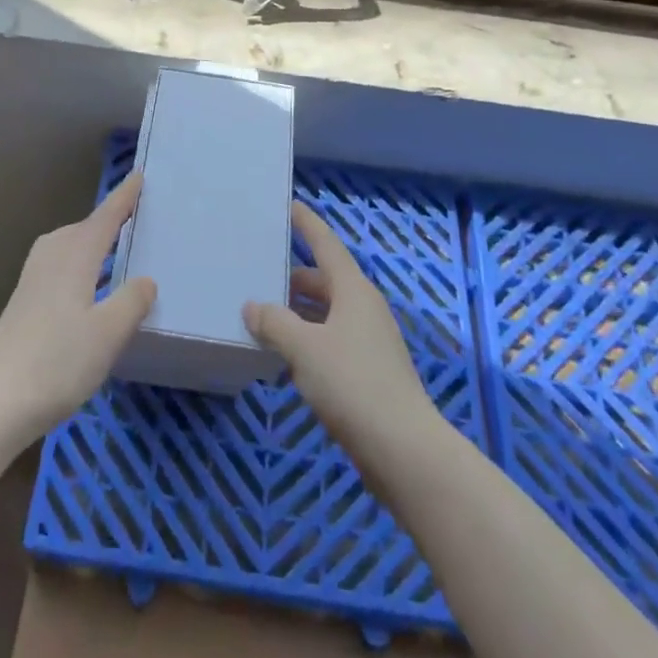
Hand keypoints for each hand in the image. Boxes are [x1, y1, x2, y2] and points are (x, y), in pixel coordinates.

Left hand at [0, 173, 155, 448]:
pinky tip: (87, 286)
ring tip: (116, 248)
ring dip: (92, 241)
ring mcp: (33, 278)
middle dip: (109, 219)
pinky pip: (60, 263)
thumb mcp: (108, 335)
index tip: (138, 174)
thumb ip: (132, 302)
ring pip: (69, 245)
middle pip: (85, 227)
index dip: (124, 197)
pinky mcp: (24, 301)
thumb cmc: (57, 363)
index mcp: (75, 255)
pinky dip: (79, 261)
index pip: (106, 217)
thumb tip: (146, 279)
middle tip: (137, 214)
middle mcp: (52, 256)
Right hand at [245, 203, 436, 457]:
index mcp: (354, 291)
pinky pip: (331, 341)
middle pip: (325, 280)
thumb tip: (252, 306)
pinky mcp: (369, 374)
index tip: (288, 206)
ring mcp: (370, 342)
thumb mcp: (304, 348)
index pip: (326, 245)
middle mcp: (364, 309)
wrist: (404, 452)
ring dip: (298, 312)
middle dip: (293, 276)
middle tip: (259, 270)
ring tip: (262, 312)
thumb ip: (274, 322)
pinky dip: (307, 339)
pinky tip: (284, 355)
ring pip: (327, 314)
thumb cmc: (353, 384)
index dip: (307, 224)